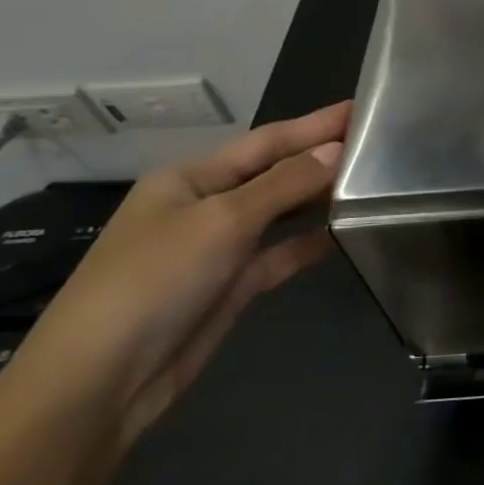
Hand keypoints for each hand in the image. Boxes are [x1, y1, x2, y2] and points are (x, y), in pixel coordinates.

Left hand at [6, 101, 351, 443]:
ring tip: (374, 183)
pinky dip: (309, 242)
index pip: (267, 141)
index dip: (315, 124)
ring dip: (320, 199)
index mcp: (192, 177)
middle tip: (379, 144)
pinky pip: (280, 254)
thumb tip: (336, 150)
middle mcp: (207, 205)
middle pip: (275, 173)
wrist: (104, 378)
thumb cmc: (155, 280)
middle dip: (322, 157)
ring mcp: (219, 247)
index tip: (363, 106)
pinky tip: (345, 234)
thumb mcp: (222, 220)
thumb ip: (284, 184)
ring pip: (281, 213)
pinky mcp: (232, 285)